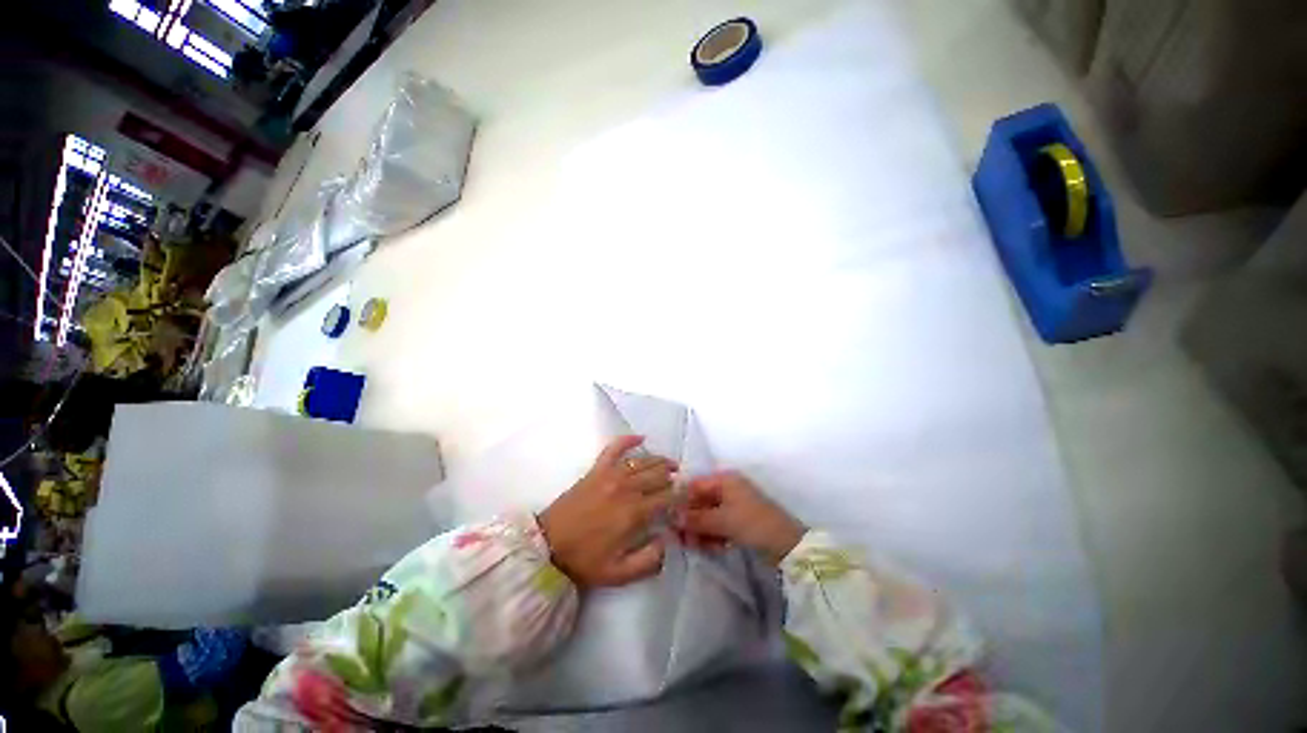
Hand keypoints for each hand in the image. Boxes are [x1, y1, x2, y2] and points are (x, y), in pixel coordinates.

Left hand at [538, 436, 677, 587]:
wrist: (547, 546)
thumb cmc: (584, 561)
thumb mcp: (619, 574)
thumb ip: (649, 561)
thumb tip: (668, 540)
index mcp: (635, 513)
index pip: (668, 497)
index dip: (681, 496)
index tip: (687, 499)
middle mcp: (627, 488)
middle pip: (659, 475)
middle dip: (674, 477)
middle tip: (681, 482)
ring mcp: (610, 475)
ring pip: (644, 461)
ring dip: (660, 461)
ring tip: (670, 465)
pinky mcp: (597, 469)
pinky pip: (614, 448)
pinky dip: (628, 440)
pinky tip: (640, 437)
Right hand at [676, 472, 805, 564]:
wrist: (789, 546)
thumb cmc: (753, 524)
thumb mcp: (722, 520)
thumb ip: (696, 518)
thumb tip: (671, 516)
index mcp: (725, 480)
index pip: (694, 485)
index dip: (681, 501)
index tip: (669, 518)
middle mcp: (728, 488)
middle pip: (701, 501)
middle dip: (690, 520)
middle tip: (680, 539)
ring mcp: (735, 505)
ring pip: (709, 515)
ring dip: (700, 530)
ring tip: (694, 547)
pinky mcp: (740, 522)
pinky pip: (719, 525)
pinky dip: (712, 536)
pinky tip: (710, 548)